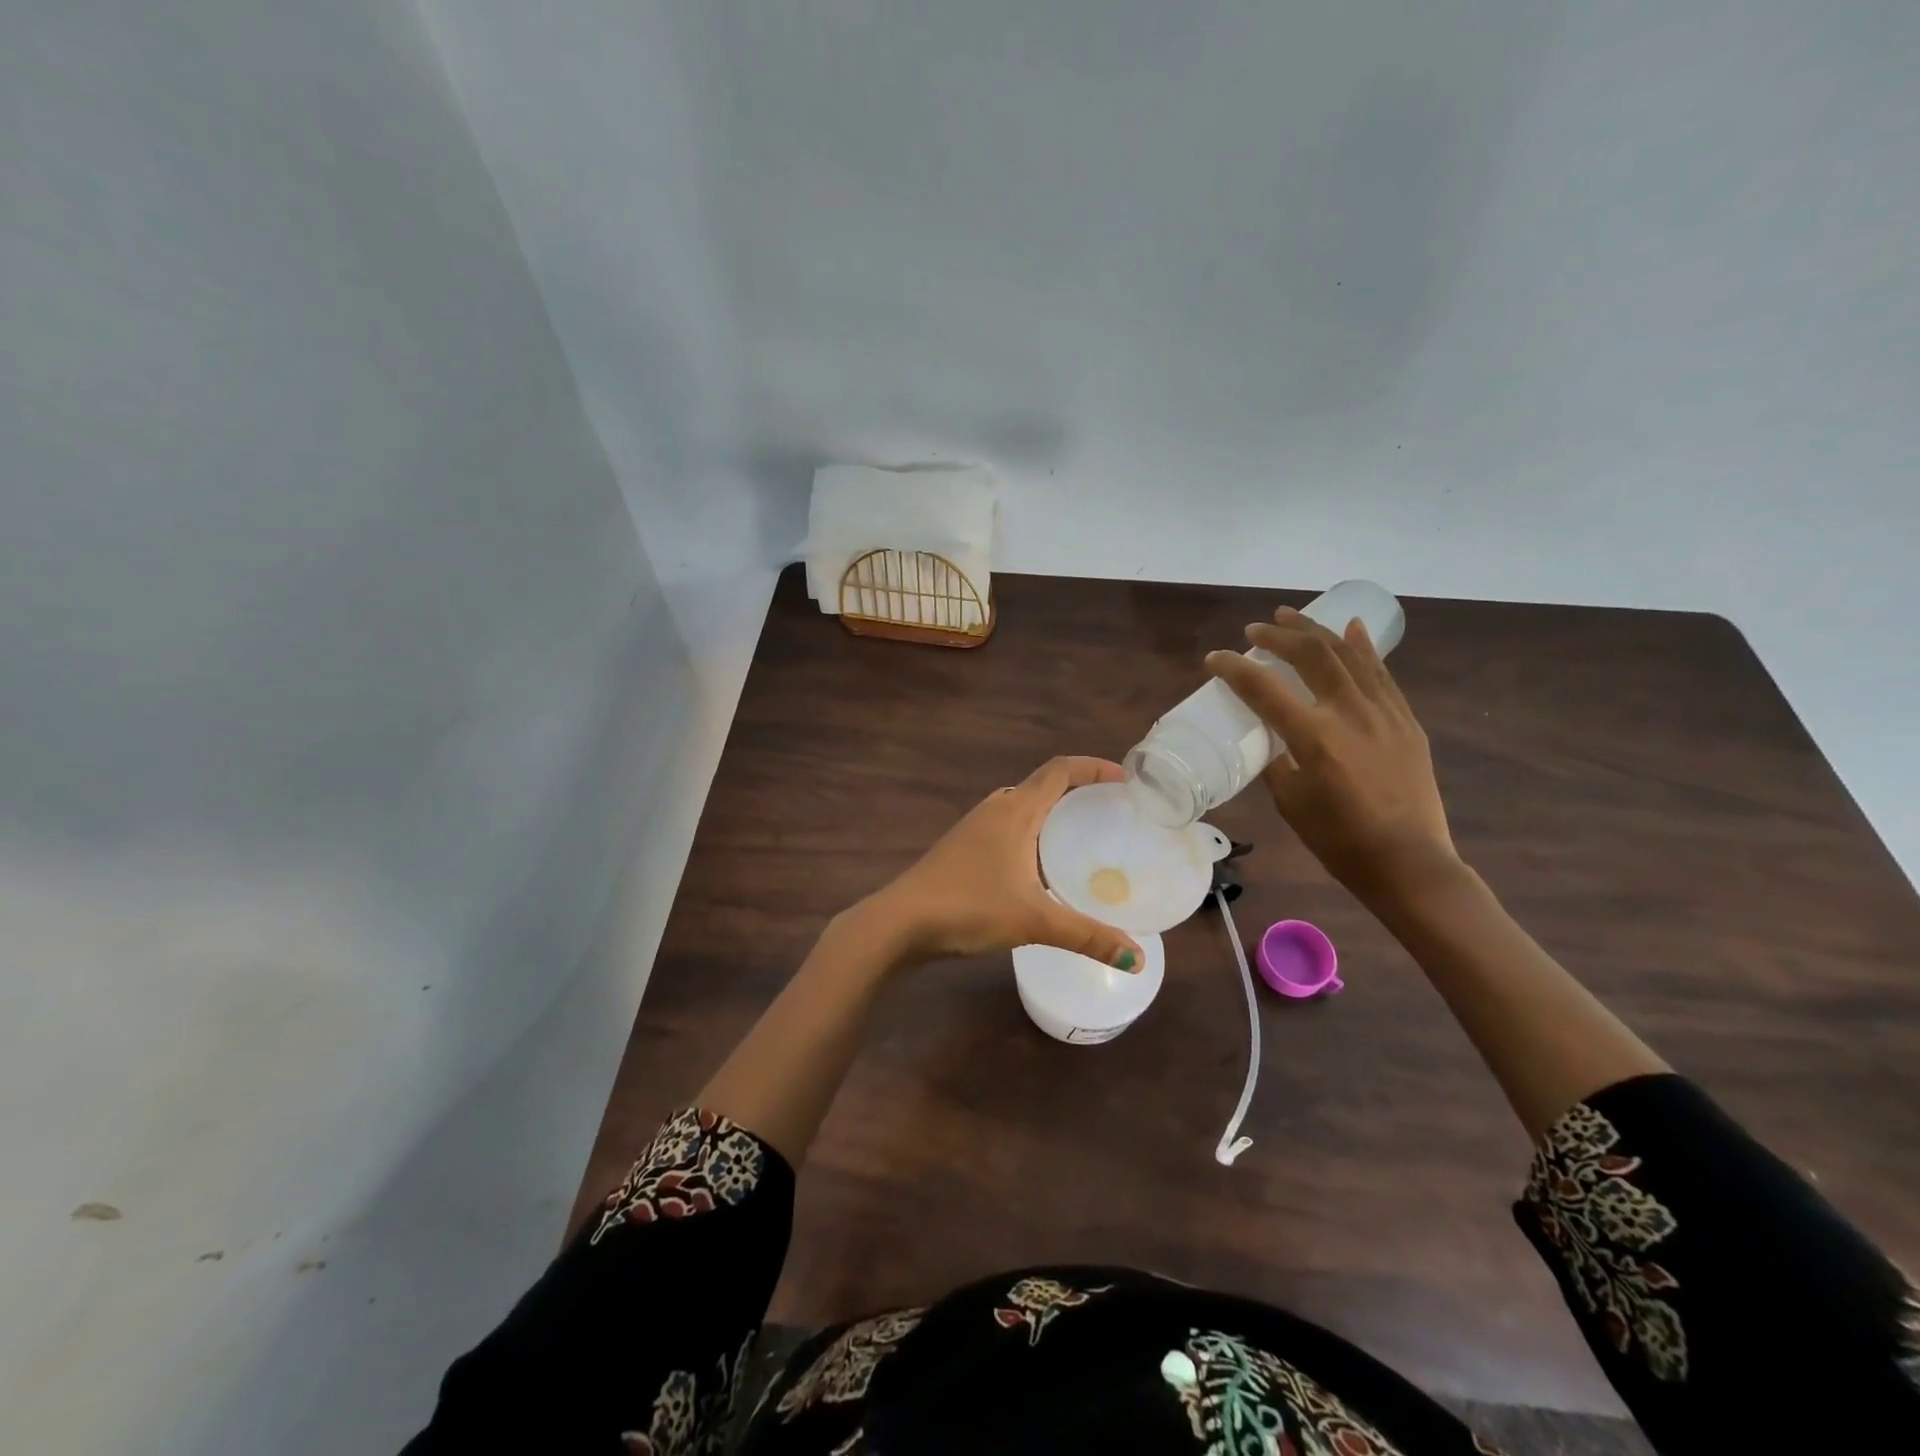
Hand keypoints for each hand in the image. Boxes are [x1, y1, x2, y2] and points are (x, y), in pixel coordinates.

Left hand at [864, 757, 1146, 970]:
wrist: (900, 921)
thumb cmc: (968, 907)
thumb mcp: (1034, 921)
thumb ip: (1088, 936)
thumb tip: (1139, 960)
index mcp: (1016, 810)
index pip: (1061, 770)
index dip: (1095, 767)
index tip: (1126, 780)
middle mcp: (996, 808)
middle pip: (1044, 784)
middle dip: (1079, 791)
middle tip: (1112, 812)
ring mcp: (975, 826)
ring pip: (1023, 806)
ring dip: (1053, 812)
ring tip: (1084, 836)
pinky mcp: (962, 847)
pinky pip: (1008, 826)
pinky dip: (1033, 832)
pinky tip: (1041, 865)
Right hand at [1206, 608, 1459, 907]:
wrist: (1409, 863)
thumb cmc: (1340, 841)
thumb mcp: (1290, 802)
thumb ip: (1276, 761)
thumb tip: (1269, 738)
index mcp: (1314, 737)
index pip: (1264, 689)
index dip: (1234, 669)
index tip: (1214, 659)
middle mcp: (1350, 714)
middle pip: (1311, 656)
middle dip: (1278, 636)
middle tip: (1255, 630)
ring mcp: (1384, 713)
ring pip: (1348, 654)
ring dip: (1315, 630)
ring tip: (1291, 615)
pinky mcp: (1405, 720)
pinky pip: (1380, 673)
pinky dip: (1362, 647)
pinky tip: (1349, 627)